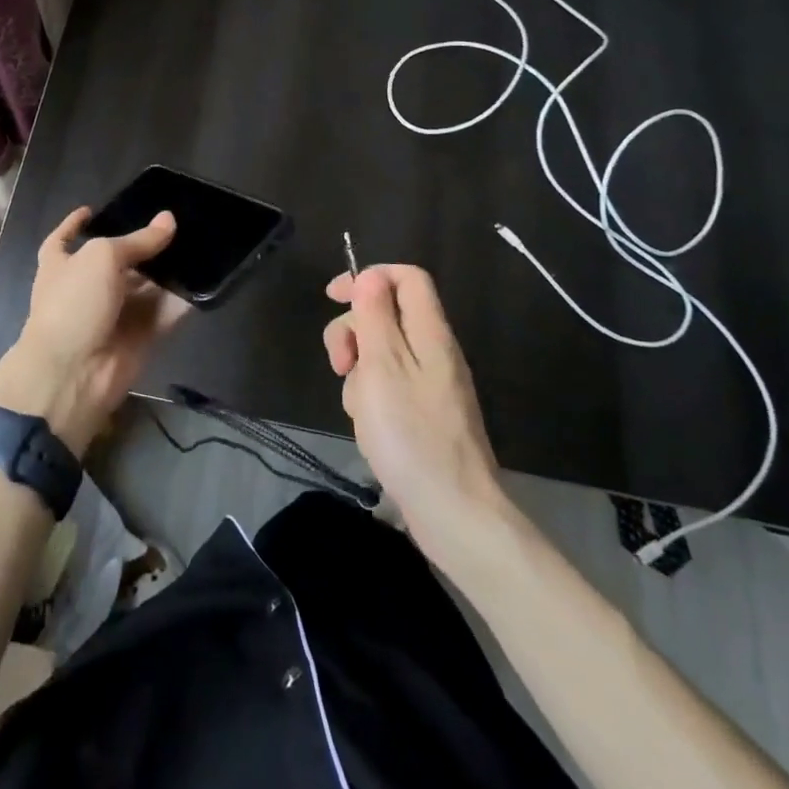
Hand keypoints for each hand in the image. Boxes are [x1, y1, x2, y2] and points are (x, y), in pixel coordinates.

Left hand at [0, 206, 190, 452]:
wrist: (73, 373)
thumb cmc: (74, 303)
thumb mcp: (102, 258)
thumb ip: (138, 241)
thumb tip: (168, 219)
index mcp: (61, 264)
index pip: (65, 238)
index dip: (75, 224)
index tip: (91, 210)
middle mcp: (87, 287)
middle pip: (118, 260)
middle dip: (143, 245)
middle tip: (177, 222)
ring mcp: (114, 313)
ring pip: (146, 285)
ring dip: (169, 270)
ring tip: (200, 242)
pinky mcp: (140, 335)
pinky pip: (165, 312)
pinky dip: (182, 300)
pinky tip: (206, 278)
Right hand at [323, 265, 506, 548]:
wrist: (454, 512)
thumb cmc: (411, 433)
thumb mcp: (383, 365)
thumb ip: (375, 315)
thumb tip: (372, 276)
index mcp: (430, 332)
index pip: (406, 277)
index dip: (368, 277)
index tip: (334, 297)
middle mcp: (434, 351)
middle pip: (388, 314)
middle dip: (354, 331)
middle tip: (340, 363)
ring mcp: (431, 385)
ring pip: (382, 354)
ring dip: (359, 372)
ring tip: (358, 408)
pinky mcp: (424, 415)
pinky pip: (389, 388)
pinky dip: (371, 399)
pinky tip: (369, 428)